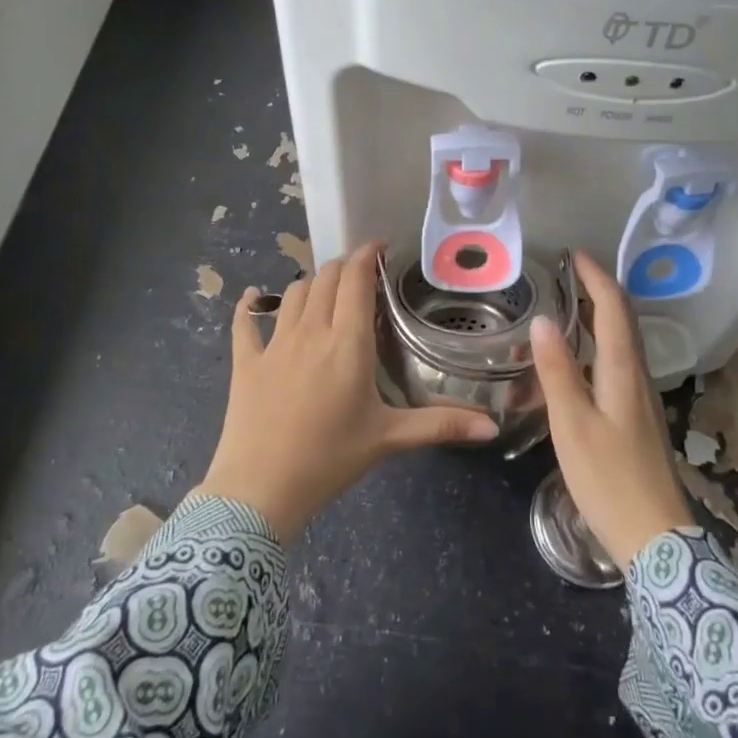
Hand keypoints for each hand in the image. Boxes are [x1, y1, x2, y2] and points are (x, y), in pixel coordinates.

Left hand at [199, 242, 498, 541]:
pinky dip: (250, 305)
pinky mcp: (247, 362)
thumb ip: (441, 425)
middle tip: (361, 276)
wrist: (260, 489)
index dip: (367, 255)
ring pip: (293, 293)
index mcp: (347, 342)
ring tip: (326, 292)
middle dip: (344, 267)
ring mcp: (274, 343)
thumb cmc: (330, 458)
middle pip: (325, 278)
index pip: (356, 280)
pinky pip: (245, 322)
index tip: (380, 248)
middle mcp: (311, 331)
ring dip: (312, 284)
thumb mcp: (389, 439)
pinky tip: (253, 298)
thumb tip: (492, 426)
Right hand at [530, 251, 694, 568]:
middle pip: (623, 322)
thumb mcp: (573, 425)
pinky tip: (576, 363)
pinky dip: (597, 348)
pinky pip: (616, 366)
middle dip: (599, 291)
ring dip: (598, 318)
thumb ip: (557, 372)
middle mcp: (637, 377)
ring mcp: (640, 399)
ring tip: (566, 309)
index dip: (596, 278)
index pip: (614, 309)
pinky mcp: (637, 419)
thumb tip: (543, 320)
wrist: (656, 539)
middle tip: (567, 276)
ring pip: (621, 344)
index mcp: (623, 372)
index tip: (574, 255)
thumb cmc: (610, 479)